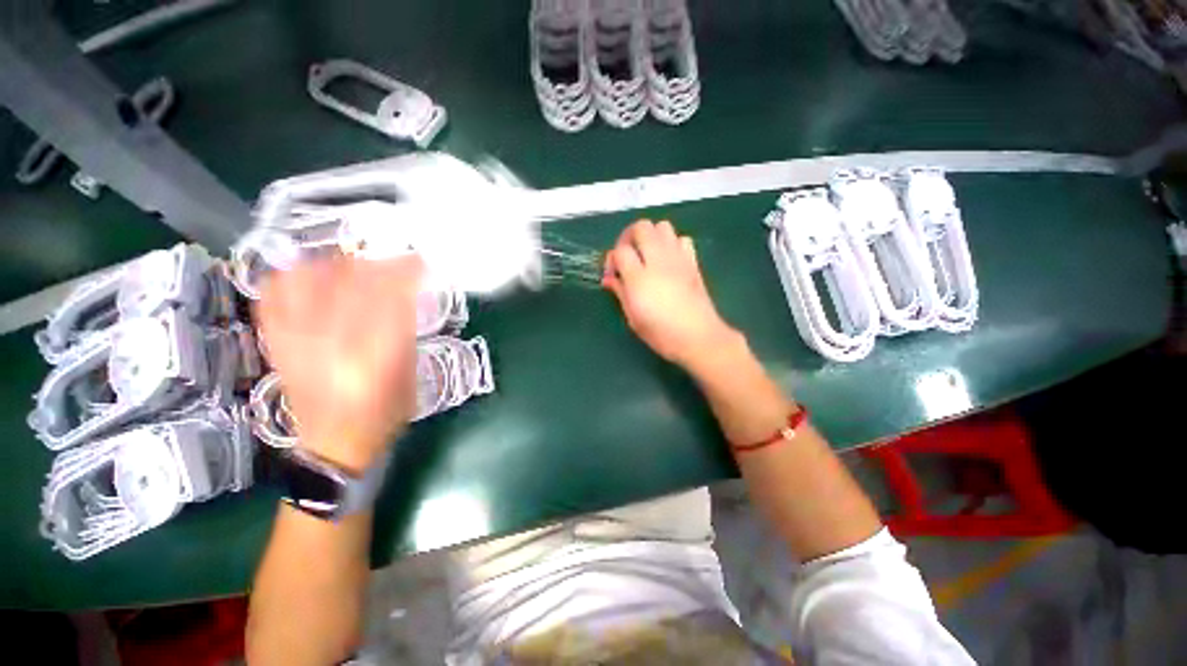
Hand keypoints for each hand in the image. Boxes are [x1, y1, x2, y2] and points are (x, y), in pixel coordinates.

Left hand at [256, 255, 422, 472]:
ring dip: (332, 266)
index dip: (403, 273)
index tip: (418, 261)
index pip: (389, 299)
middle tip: (391, 262)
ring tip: (350, 267)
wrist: (334, 448)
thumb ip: (404, 332)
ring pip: (307, 284)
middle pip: (348, 285)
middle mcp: (331, 345)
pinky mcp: (277, 346)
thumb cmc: (383, 416)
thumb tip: (404, 295)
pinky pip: (272, 300)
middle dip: (374, 265)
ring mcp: (297, 343)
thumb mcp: (409, 375)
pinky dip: (289, 280)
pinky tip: (307, 276)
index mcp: (375, 358)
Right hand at [603, 219, 739, 372]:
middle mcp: (658, 261)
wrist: (699, 337)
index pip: (620, 251)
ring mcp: (678, 259)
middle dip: (629, 237)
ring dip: (650, 236)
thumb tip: (610, 279)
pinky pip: (681, 239)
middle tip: (627, 256)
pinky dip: (671, 243)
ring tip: (646, 255)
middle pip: (641, 227)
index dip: (612, 260)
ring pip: (662, 226)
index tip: (613, 275)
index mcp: (639, 279)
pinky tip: (667, 261)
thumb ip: (620, 293)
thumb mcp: (633, 318)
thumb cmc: (662, 334)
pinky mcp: (692, 262)